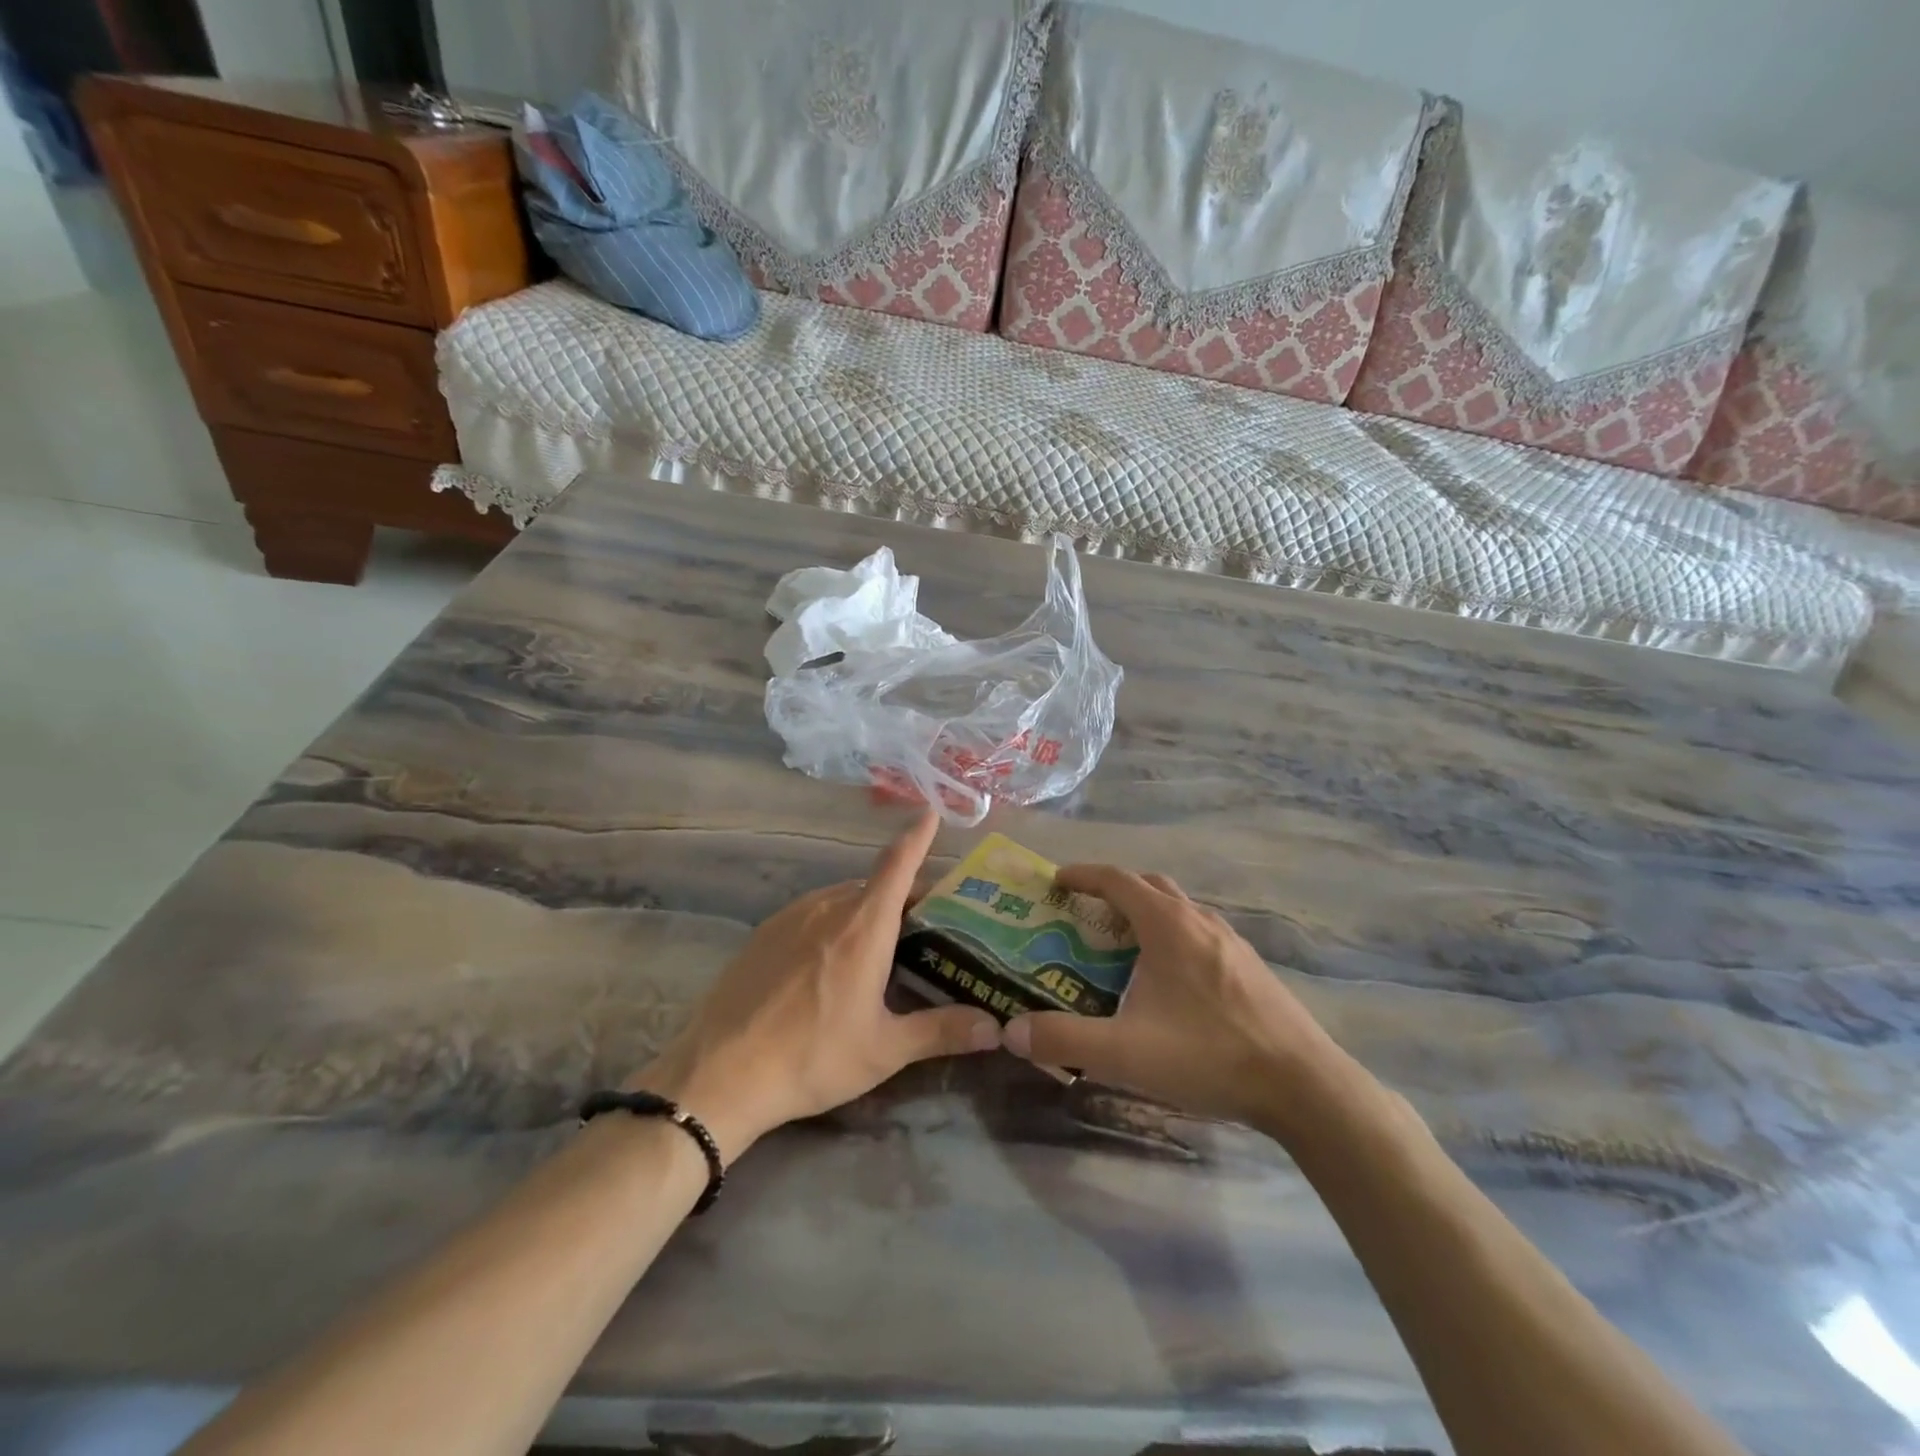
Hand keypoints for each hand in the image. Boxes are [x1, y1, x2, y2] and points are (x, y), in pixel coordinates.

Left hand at [631, 812, 999, 1161]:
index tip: (931, 811)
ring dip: (868, 909)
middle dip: (903, 895)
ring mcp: (791, 916)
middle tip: (926, 925)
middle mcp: (829, 907)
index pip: (898, 864)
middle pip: (875, 885)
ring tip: (882, 945)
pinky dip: (834, 921)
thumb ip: (942, 1031)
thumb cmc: (813, 1056)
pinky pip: (812, 912)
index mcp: (864, 925)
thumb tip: (996, 1027)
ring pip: (842, 898)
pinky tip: (830, 962)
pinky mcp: (764, 933)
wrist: (720, 1073)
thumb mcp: (885, 1049)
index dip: (917, 836)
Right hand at [1001, 865, 1366, 1137]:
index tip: (1056, 880)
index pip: (1117, 880)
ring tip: (1122, 945)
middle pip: (1149, 885)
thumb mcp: (1125, 1052)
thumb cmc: (1208, 1055)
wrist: (1303, 1085)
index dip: (1083, 875)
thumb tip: (1011, 1030)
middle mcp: (1199, 920)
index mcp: (1167, 924)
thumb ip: (1064, 1039)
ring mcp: (1231, 941)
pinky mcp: (1250, 967)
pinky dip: (1172, 936)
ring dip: (1146, 912)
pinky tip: (1169, 980)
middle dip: (1113, 889)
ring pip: (1179, 908)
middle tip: (1085, 912)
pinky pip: (1200, 932)